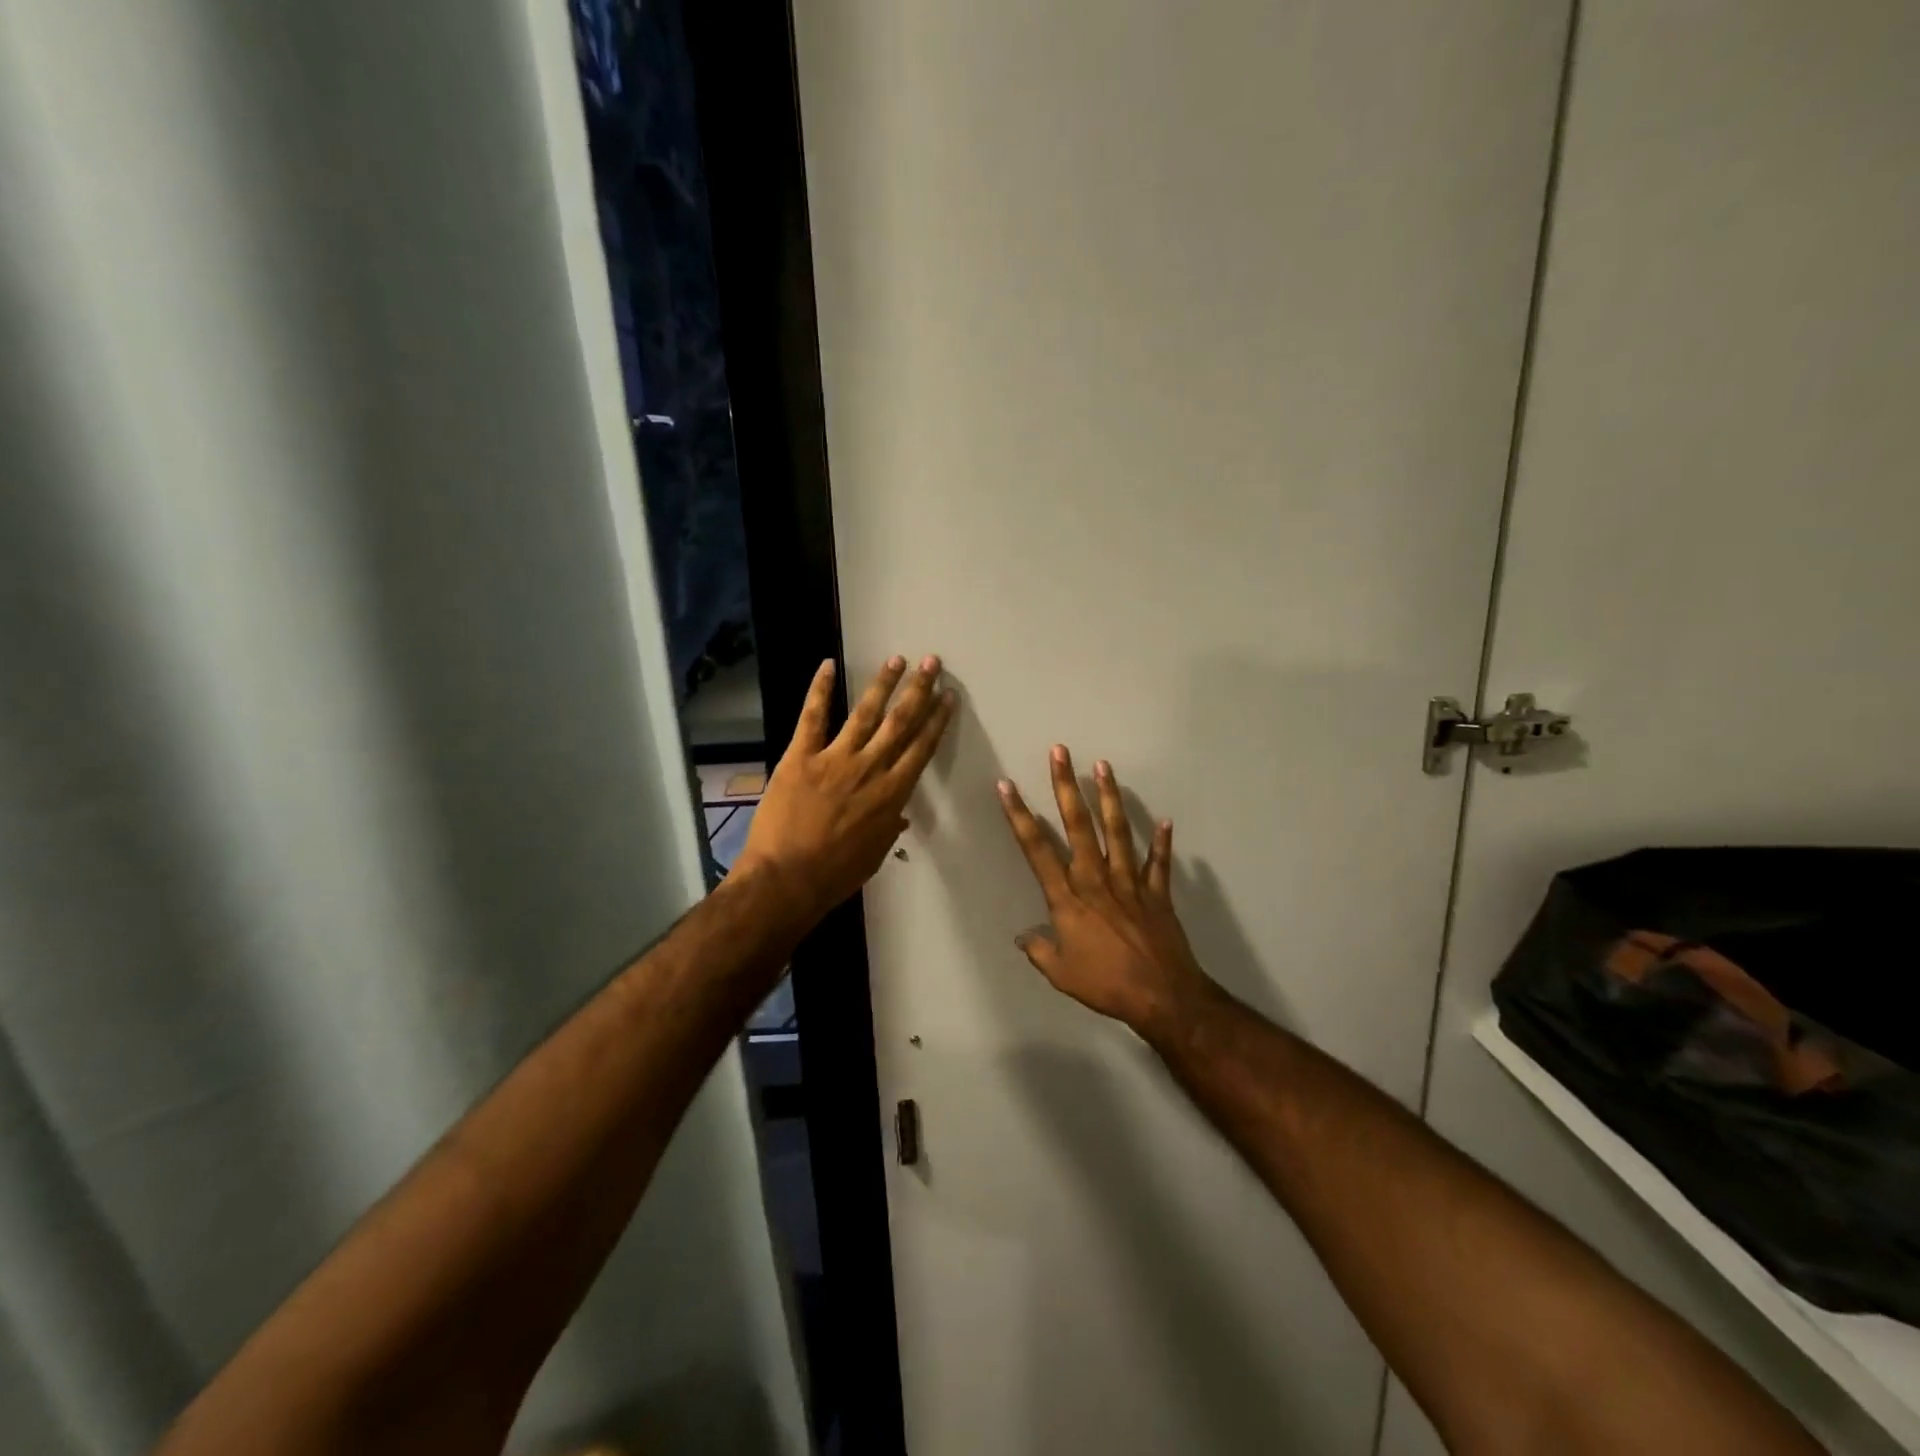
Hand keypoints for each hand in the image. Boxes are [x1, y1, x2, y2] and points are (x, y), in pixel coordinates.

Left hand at [737, 655, 955, 922]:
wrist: (787, 879)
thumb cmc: (835, 874)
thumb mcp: (874, 854)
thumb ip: (889, 828)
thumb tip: (900, 814)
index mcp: (891, 795)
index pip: (921, 749)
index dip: (936, 720)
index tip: (948, 697)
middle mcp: (869, 769)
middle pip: (900, 723)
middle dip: (918, 691)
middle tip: (931, 663)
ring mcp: (835, 759)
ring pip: (865, 713)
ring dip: (883, 684)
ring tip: (897, 659)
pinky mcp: (801, 757)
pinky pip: (813, 717)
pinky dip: (819, 689)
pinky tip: (828, 665)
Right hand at [997, 746, 1212, 1033]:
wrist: (1161, 996)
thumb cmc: (1105, 984)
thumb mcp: (1061, 974)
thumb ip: (1040, 950)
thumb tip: (1023, 937)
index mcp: (1068, 898)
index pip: (1036, 849)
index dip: (1019, 816)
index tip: (1007, 787)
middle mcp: (1096, 879)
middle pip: (1078, 825)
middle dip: (1065, 786)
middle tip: (1060, 752)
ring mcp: (1129, 882)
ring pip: (1117, 831)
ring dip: (1109, 797)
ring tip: (1103, 766)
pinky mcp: (1157, 893)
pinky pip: (1158, 863)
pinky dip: (1161, 843)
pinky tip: (1165, 820)